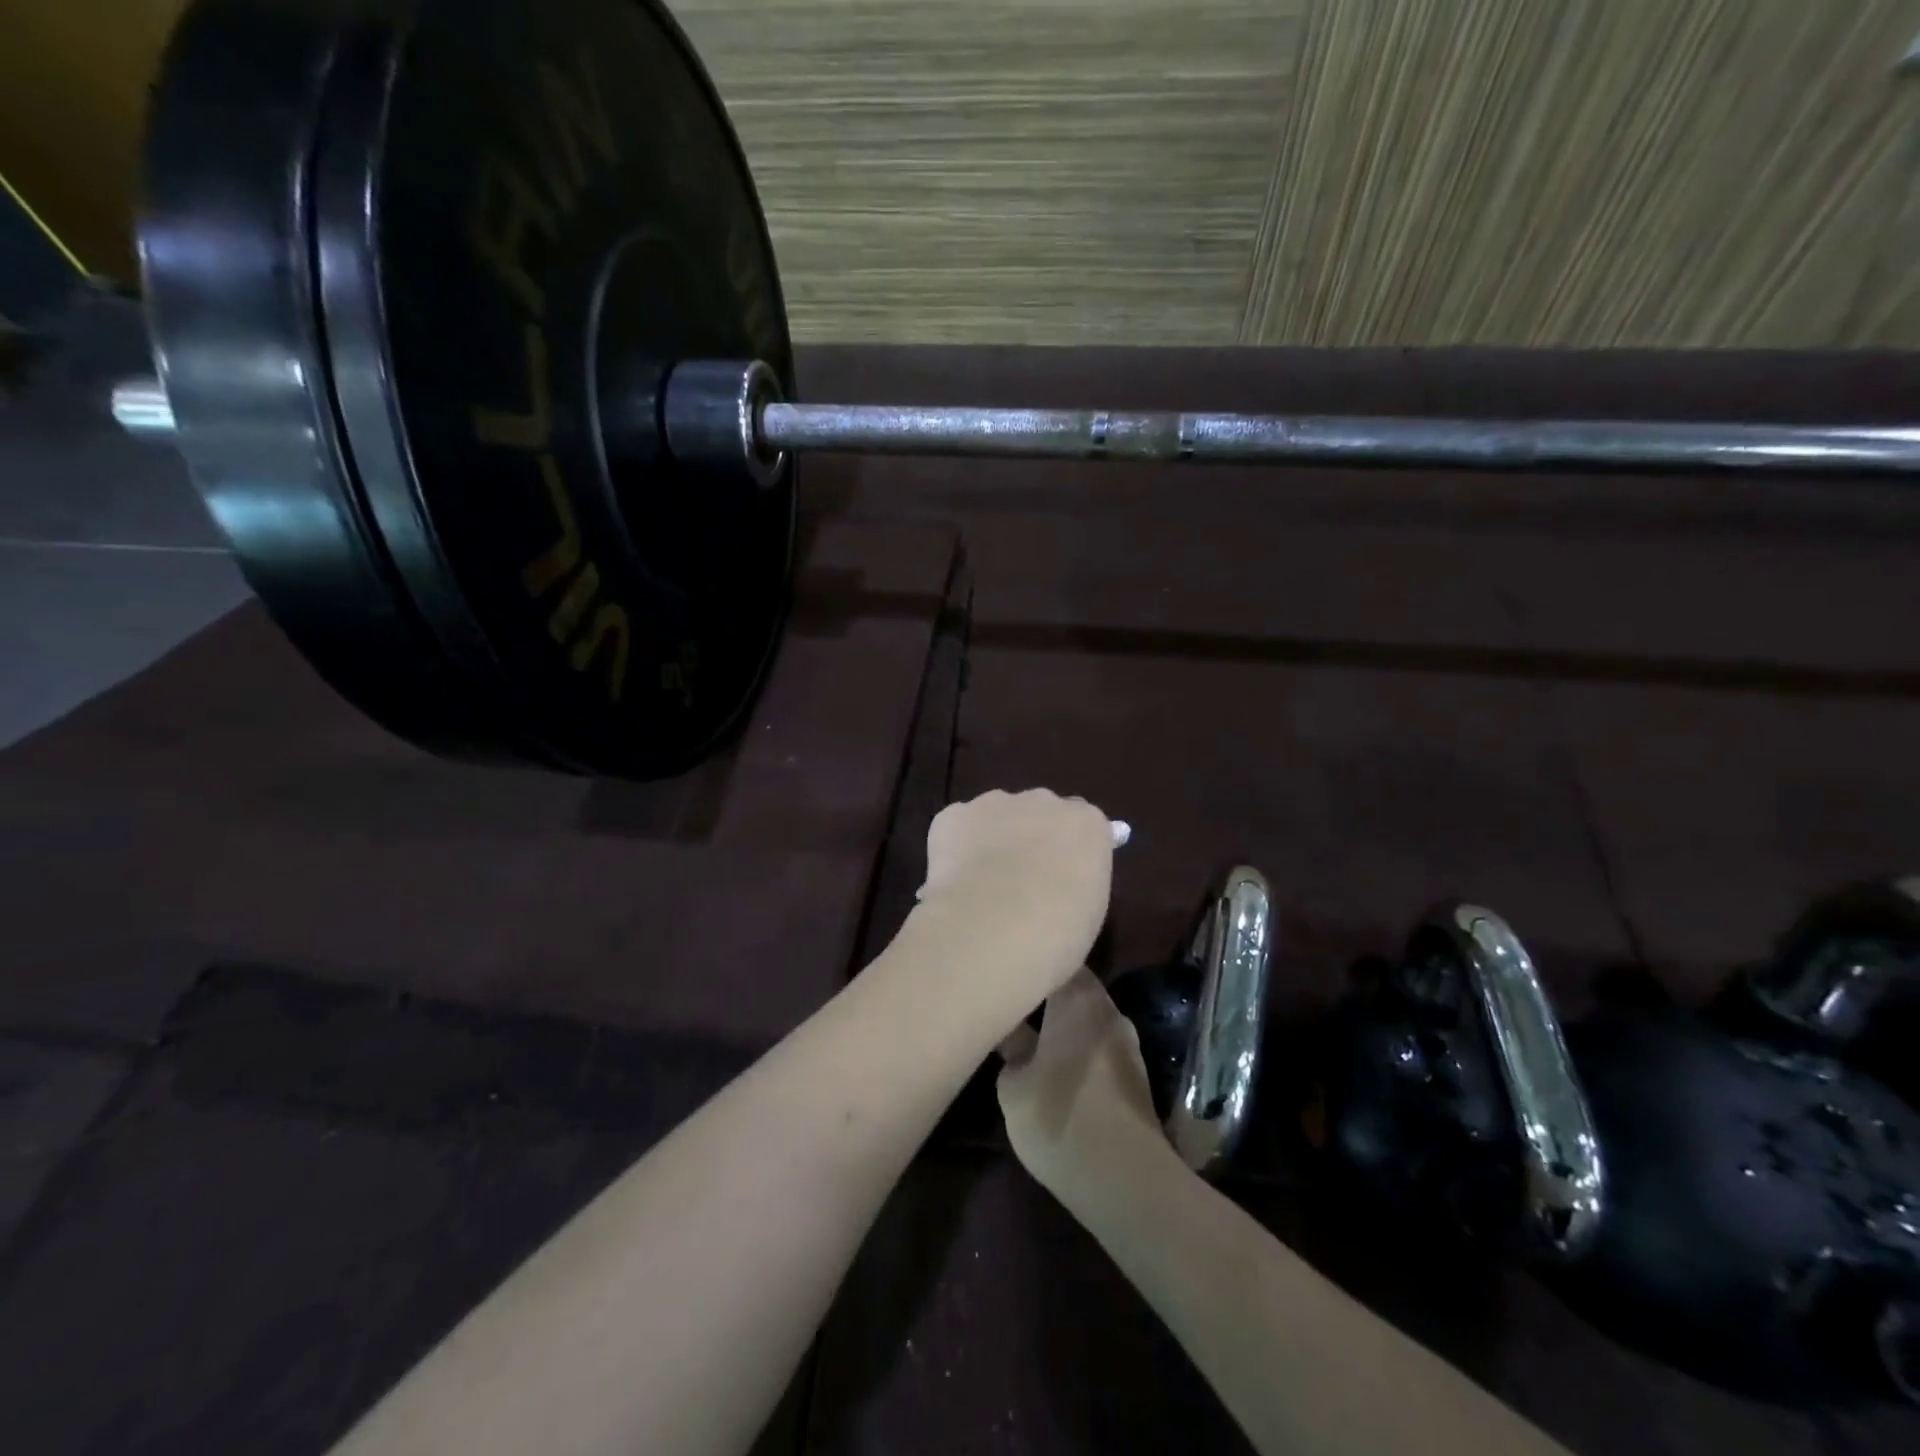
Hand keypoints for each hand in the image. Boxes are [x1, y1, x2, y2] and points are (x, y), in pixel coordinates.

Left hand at [910, 789, 1114, 1018]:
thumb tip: (1059, 881)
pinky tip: (955, 880)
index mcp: (1086, 824)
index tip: (1059, 877)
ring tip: (981, 884)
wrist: (990, 931)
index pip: (1082, 825)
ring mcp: (995, 803)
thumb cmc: (1055, 935)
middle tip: (1020, 881)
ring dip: (992, 838)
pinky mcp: (953, 815)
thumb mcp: (1087, 912)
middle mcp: (1043, 801)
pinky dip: (956, 847)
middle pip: (1039, 812)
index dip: (1068, 851)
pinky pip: (958, 826)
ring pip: (996, 814)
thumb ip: (1076, 882)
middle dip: (1031, 837)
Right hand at [997, 968, 1176, 1204]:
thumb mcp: (1013, 1086)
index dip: (1031, 962)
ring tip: (1031, 1034)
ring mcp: (1127, 1043)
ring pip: (1087, 1019)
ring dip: (1063, 1024)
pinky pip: (1098, 1046)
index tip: (1008, 969)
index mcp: (1078, 998)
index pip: (1057, 959)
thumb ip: (1011, 1049)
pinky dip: (1078, 1049)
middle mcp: (1108, 1010)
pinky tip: (1058, 1067)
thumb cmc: (1058, 1117)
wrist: (1125, 1180)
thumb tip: (1013, 1035)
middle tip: (1013, 1001)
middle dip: (1046, 993)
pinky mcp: (1135, 1075)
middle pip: (1074, 988)